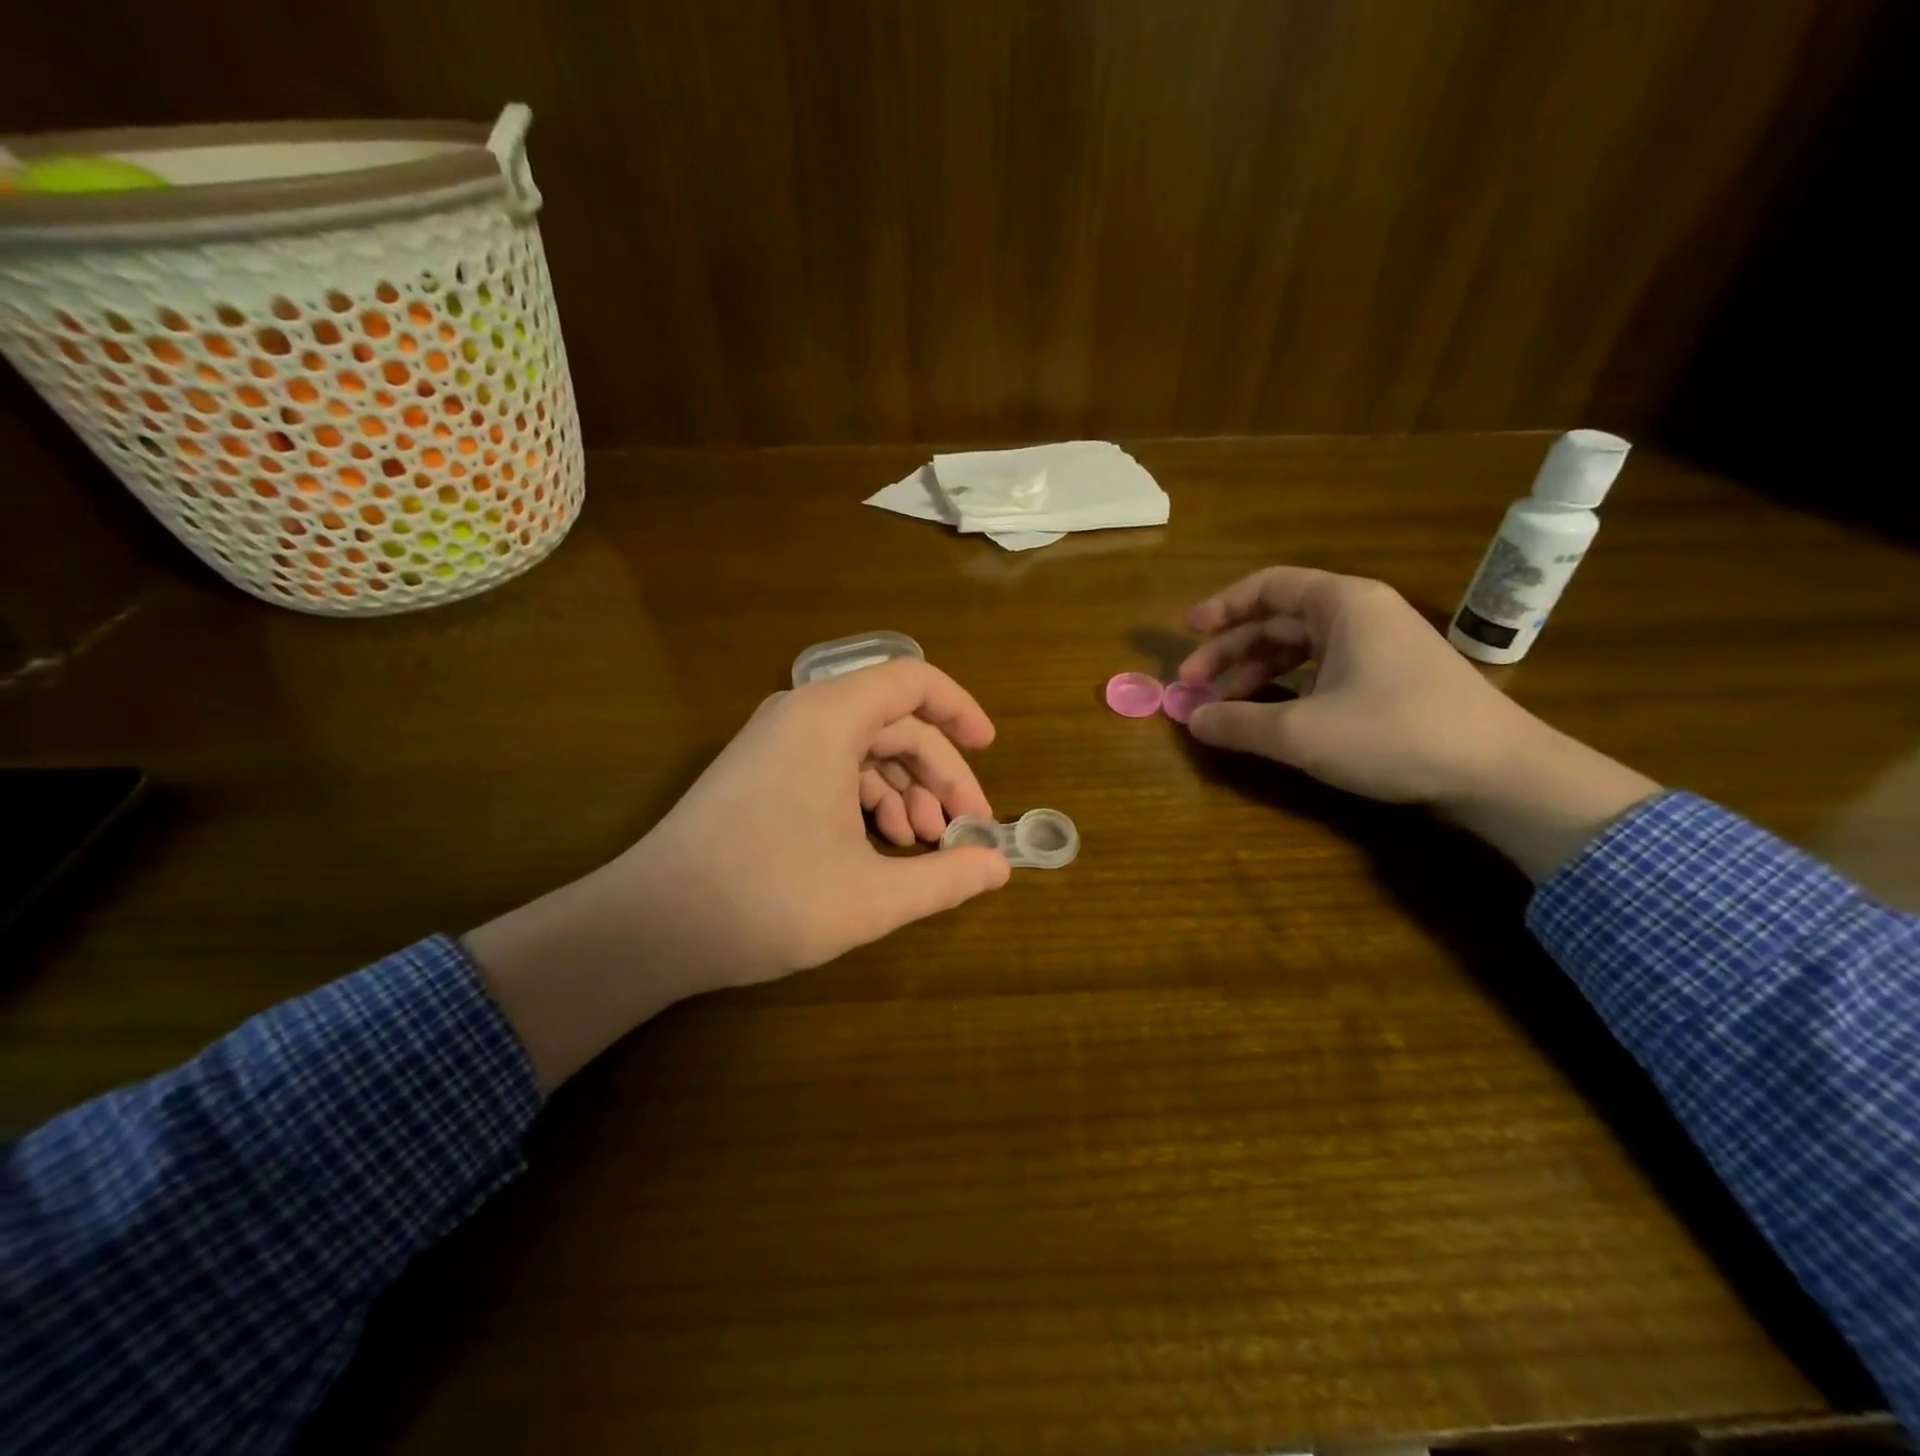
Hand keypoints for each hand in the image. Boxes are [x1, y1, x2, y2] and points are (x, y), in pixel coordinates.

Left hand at [465, 659, 1011, 1088]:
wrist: (649, 927)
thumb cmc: (765, 900)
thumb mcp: (871, 896)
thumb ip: (946, 878)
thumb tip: (1000, 867)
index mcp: (828, 719)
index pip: (913, 681)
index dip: (961, 710)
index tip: (990, 750)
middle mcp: (801, 716)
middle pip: (894, 724)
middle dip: (938, 775)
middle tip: (963, 831)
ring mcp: (776, 744)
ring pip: (864, 750)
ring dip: (904, 792)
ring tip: (923, 847)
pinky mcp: (761, 773)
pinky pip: (832, 769)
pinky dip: (866, 801)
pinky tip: (880, 846)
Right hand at [1178, 566, 1537, 804]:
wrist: (1498, 773)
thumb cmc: (1395, 734)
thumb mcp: (1301, 733)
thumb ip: (1238, 723)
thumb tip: (1192, 720)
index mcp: (1343, 605)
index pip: (1268, 587)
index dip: (1222, 607)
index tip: (1186, 632)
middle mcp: (1361, 615)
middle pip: (1279, 620)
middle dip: (1230, 651)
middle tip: (1192, 685)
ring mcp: (1379, 647)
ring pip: (1299, 649)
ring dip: (1255, 673)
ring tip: (1222, 706)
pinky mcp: (1390, 680)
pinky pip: (1322, 671)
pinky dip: (1286, 689)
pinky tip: (1269, 715)